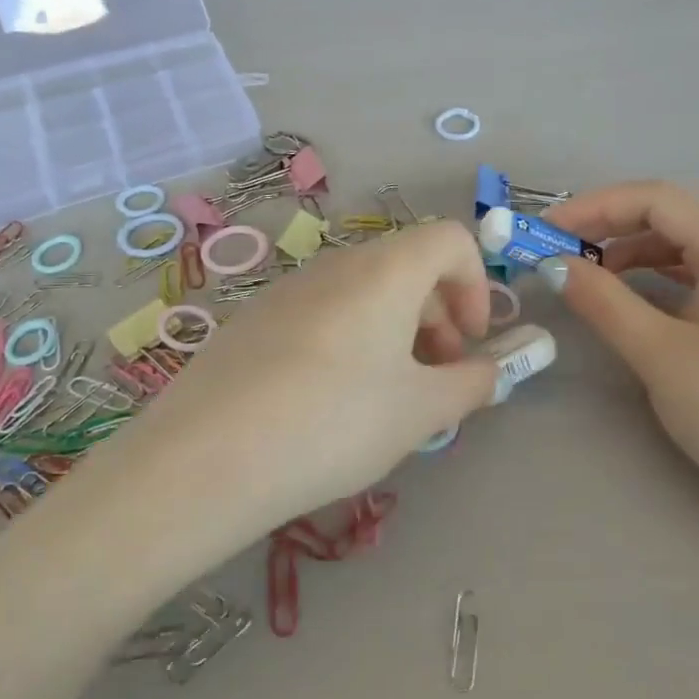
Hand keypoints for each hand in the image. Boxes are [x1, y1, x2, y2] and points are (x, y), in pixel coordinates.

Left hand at [95, 219, 502, 553]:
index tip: (470, 343)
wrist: (207, 459)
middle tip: (436, 377)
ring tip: (386, 397)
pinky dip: (349, 339)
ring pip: (362, 292)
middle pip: (406, 266)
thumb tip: (491, 371)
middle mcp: (335, 265)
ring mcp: (287, 290)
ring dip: (394, 331)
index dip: (477, 285)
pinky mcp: (253, 320)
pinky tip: (329, 401)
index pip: (450, 239)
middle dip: (438, 315)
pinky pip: (321, 313)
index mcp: (384, 271)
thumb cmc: (334, 424)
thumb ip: (470, 384)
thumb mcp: (419, 412)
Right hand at [542, 182, 698, 513]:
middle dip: (608, 226)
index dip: (594, 206)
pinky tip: (630, 299)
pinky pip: (695, 278)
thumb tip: (555, 266)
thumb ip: (604, 303)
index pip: (655, 199)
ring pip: (682, 248)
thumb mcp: (661, 355)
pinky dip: (654, 278)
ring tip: (585, 275)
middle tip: (557, 251)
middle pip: (669, 217)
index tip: (546, 231)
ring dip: (629, 252)